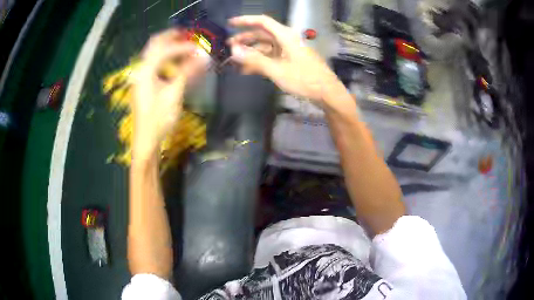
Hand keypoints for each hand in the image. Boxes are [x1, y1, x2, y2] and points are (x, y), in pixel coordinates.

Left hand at [132, 29, 207, 158]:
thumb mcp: (174, 94)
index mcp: (145, 70)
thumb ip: (187, 72)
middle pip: (155, 44)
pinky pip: (154, 64)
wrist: (146, 141)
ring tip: (185, 47)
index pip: (165, 49)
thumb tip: (204, 56)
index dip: (184, 46)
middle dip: (171, 37)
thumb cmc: (159, 119)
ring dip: (169, 47)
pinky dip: (166, 59)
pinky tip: (176, 63)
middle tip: (188, 36)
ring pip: (154, 53)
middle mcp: (141, 69)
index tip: (200, 48)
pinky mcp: (144, 84)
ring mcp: (141, 77)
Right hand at [227, 15, 343, 103]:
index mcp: (285, 36)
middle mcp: (286, 40)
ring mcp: (288, 50)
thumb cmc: (304, 79)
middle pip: (262, 35)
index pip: (262, 21)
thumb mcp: (277, 69)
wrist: (327, 93)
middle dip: (244, 39)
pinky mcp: (290, 60)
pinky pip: (271, 57)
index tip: (230, 23)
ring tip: (234, 61)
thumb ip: (254, 60)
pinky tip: (247, 70)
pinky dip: (259, 61)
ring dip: (250, 53)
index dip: (245, 20)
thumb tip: (234, 51)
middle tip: (228, 47)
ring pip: (265, 47)